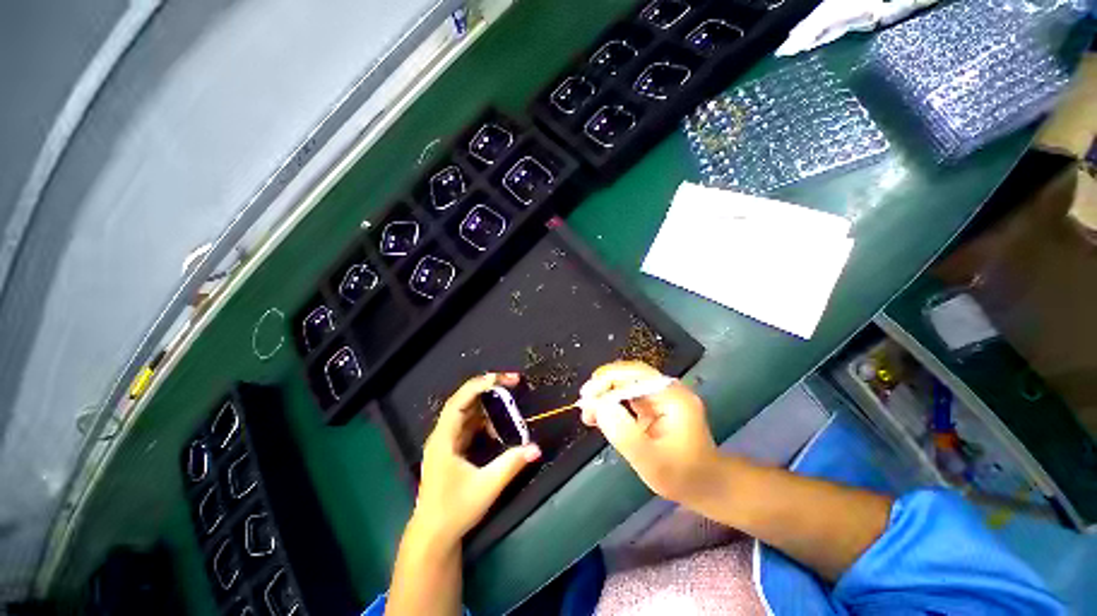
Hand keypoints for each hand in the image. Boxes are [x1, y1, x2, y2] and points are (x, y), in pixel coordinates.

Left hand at [413, 372, 541, 544]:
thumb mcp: (487, 486)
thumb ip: (512, 464)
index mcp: (444, 439)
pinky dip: (486, 422)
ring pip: (469, 412)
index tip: (503, 378)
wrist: (433, 537)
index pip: (460, 401)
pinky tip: (498, 429)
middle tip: (513, 382)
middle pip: (465, 401)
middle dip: (488, 389)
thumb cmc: (455, 510)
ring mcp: (447, 441)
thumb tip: (536, 448)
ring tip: (509, 405)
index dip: (480, 385)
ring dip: (489, 407)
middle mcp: (443, 435)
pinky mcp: (452, 449)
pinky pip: (470, 425)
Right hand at [579, 361, 720, 507]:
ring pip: (626, 382)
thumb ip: (624, 434)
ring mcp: (662, 394)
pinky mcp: (655, 403)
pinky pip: (629, 393)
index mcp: (673, 397)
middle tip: (585, 405)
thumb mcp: (651, 463)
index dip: (607, 380)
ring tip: (589, 412)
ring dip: (605, 392)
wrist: (707, 485)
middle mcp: (668, 389)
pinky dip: (612, 401)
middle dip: (603, 385)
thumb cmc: (682, 477)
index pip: (635, 374)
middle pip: (629, 374)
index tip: (587, 397)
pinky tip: (601, 414)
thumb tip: (599, 405)